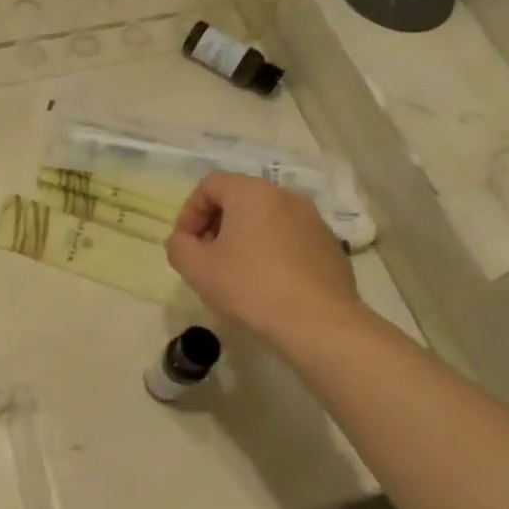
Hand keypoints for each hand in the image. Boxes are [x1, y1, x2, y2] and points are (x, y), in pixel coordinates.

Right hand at [166, 172, 363, 348]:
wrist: (319, 323)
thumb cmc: (251, 287)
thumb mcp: (196, 268)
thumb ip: (178, 246)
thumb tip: (185, 241)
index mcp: (251, 192)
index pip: (210, 185)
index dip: (190, 212)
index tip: (186, 244)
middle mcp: (285, 196)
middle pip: (239, 199)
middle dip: (216, 225)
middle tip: (206, 259)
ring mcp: (313, 220)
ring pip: (266, 219)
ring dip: (244, 239)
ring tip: (236, 274)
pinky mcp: (330, 246)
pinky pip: (289, 239)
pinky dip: (271, 252)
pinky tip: (267, 284)